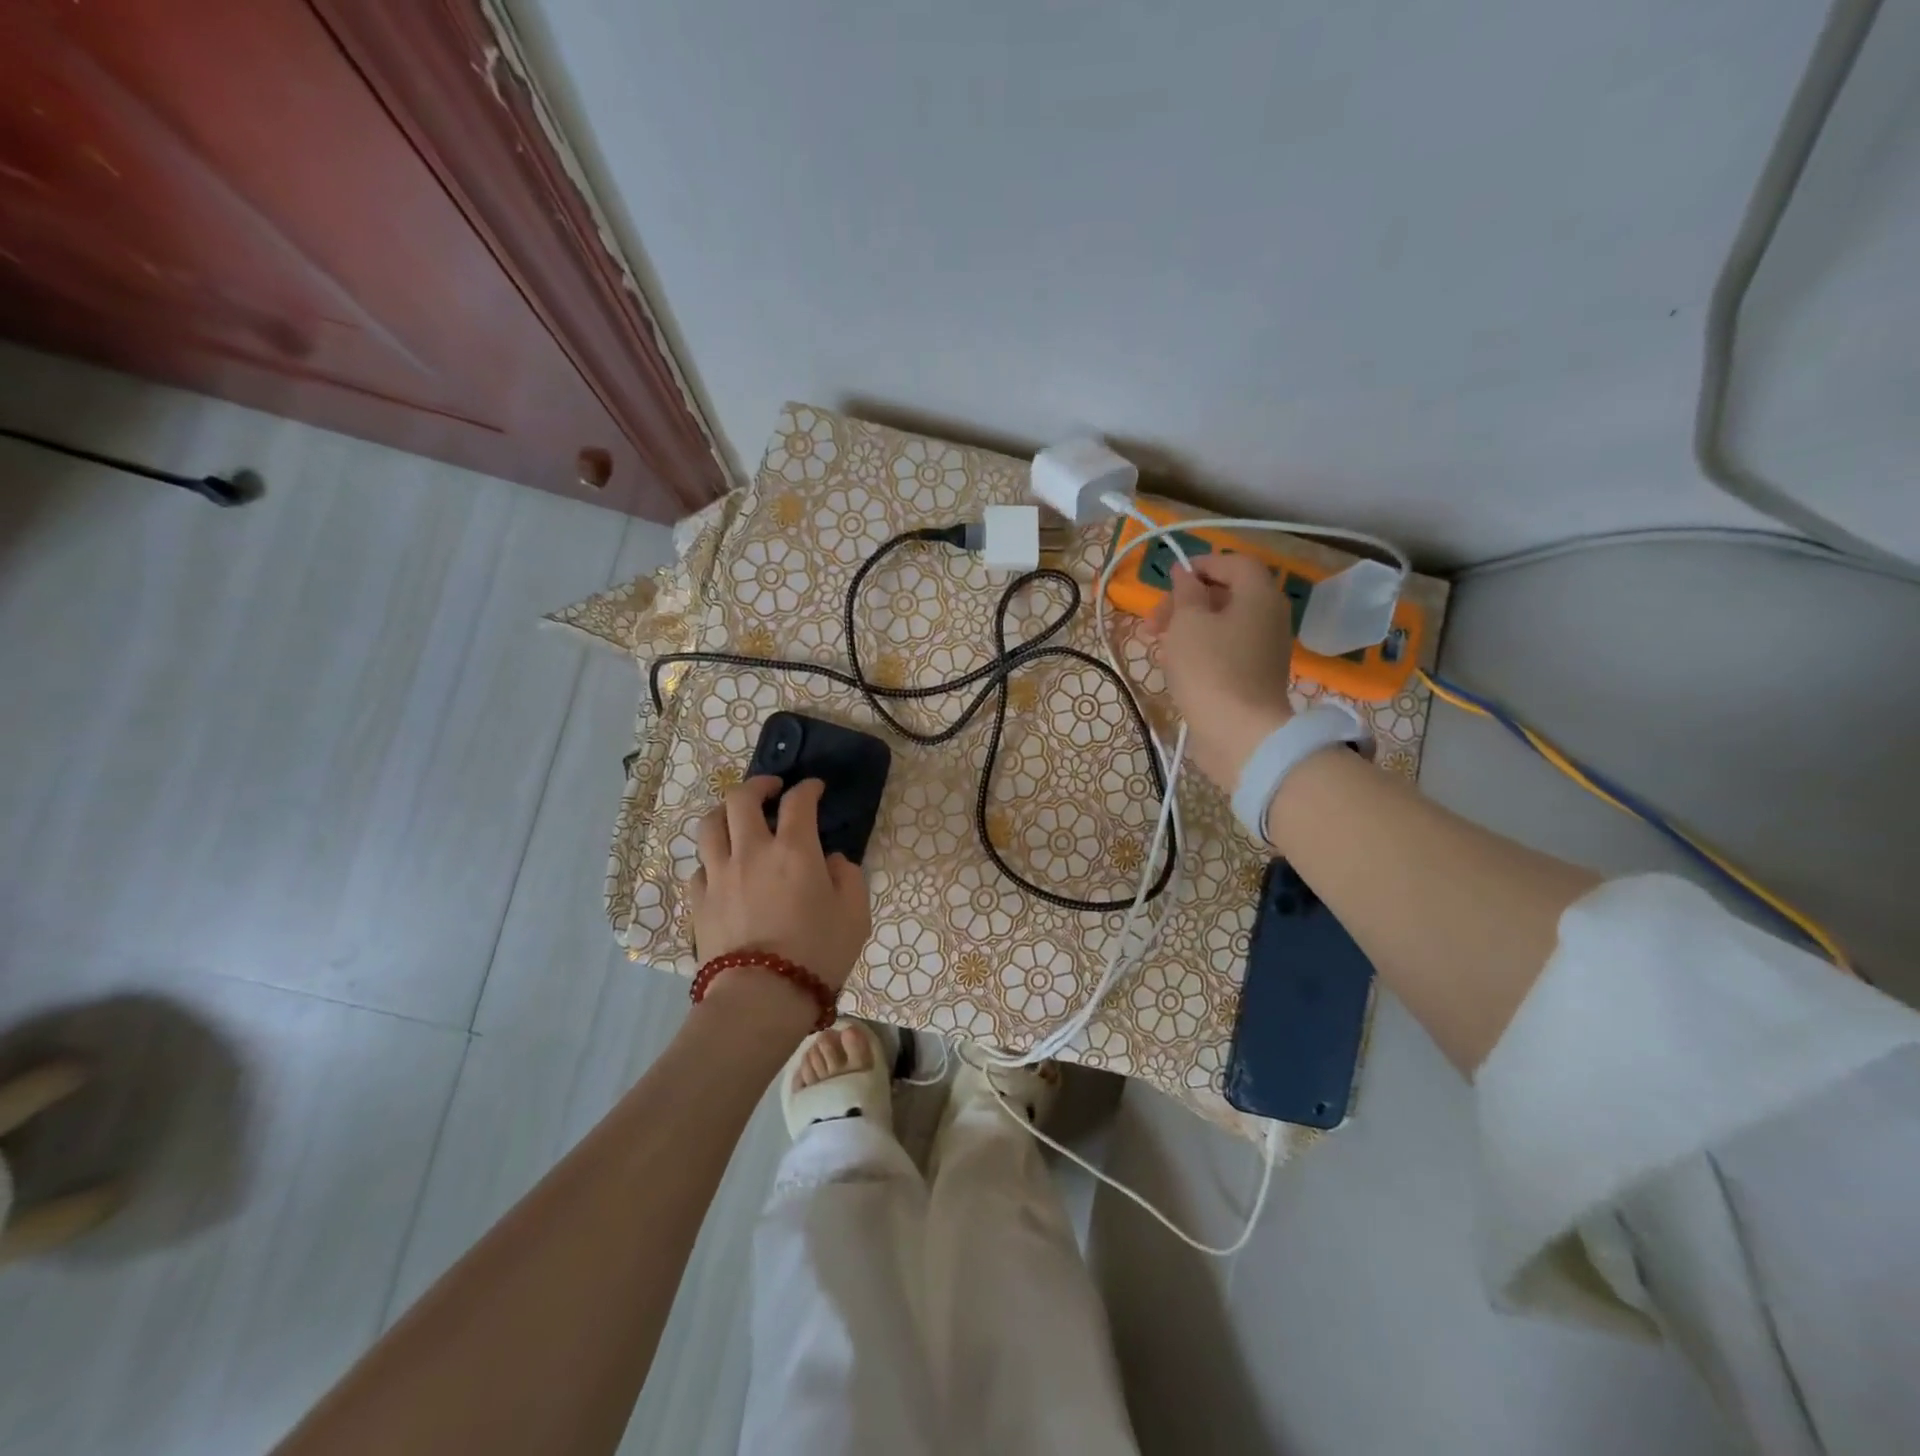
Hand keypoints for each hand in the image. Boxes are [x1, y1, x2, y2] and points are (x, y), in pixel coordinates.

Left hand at [687, 776, 870, 992]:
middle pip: (741, 798)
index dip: (808, 788)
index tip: (815, 789)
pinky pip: (700, 865)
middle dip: (758, 785)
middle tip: (771, 790)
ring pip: (709, 824)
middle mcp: (752, 851)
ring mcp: (719, 874)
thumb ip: (848, 877)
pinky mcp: (699, 900)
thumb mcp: (855, 915)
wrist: (761, 997)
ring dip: (725, 812)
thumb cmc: (817, 954)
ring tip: (737, 818)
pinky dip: (713, 858)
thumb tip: (832, 860)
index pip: (798, 801)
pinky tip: (724, 868)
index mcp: (794, 850)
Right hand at [1144, 554, 1296, 788]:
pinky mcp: (1254, 677)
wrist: (1238, 733)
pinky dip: (1200, 649)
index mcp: (1259, 595)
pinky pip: (1225, 650)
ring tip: (1158, 645)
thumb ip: (1185, 592)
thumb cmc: (1210, 669)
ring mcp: (1264, 649)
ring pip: (1222, 624)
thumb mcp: (1187, 622)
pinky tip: (1175, 666)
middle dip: (1185, 602)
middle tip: (1153, 622)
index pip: (1235, 562)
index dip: (1201, 565)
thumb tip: (1185, 574)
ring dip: (1188, 628)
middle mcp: (1270, 617)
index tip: (1169, 580)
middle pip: (1226, 594)